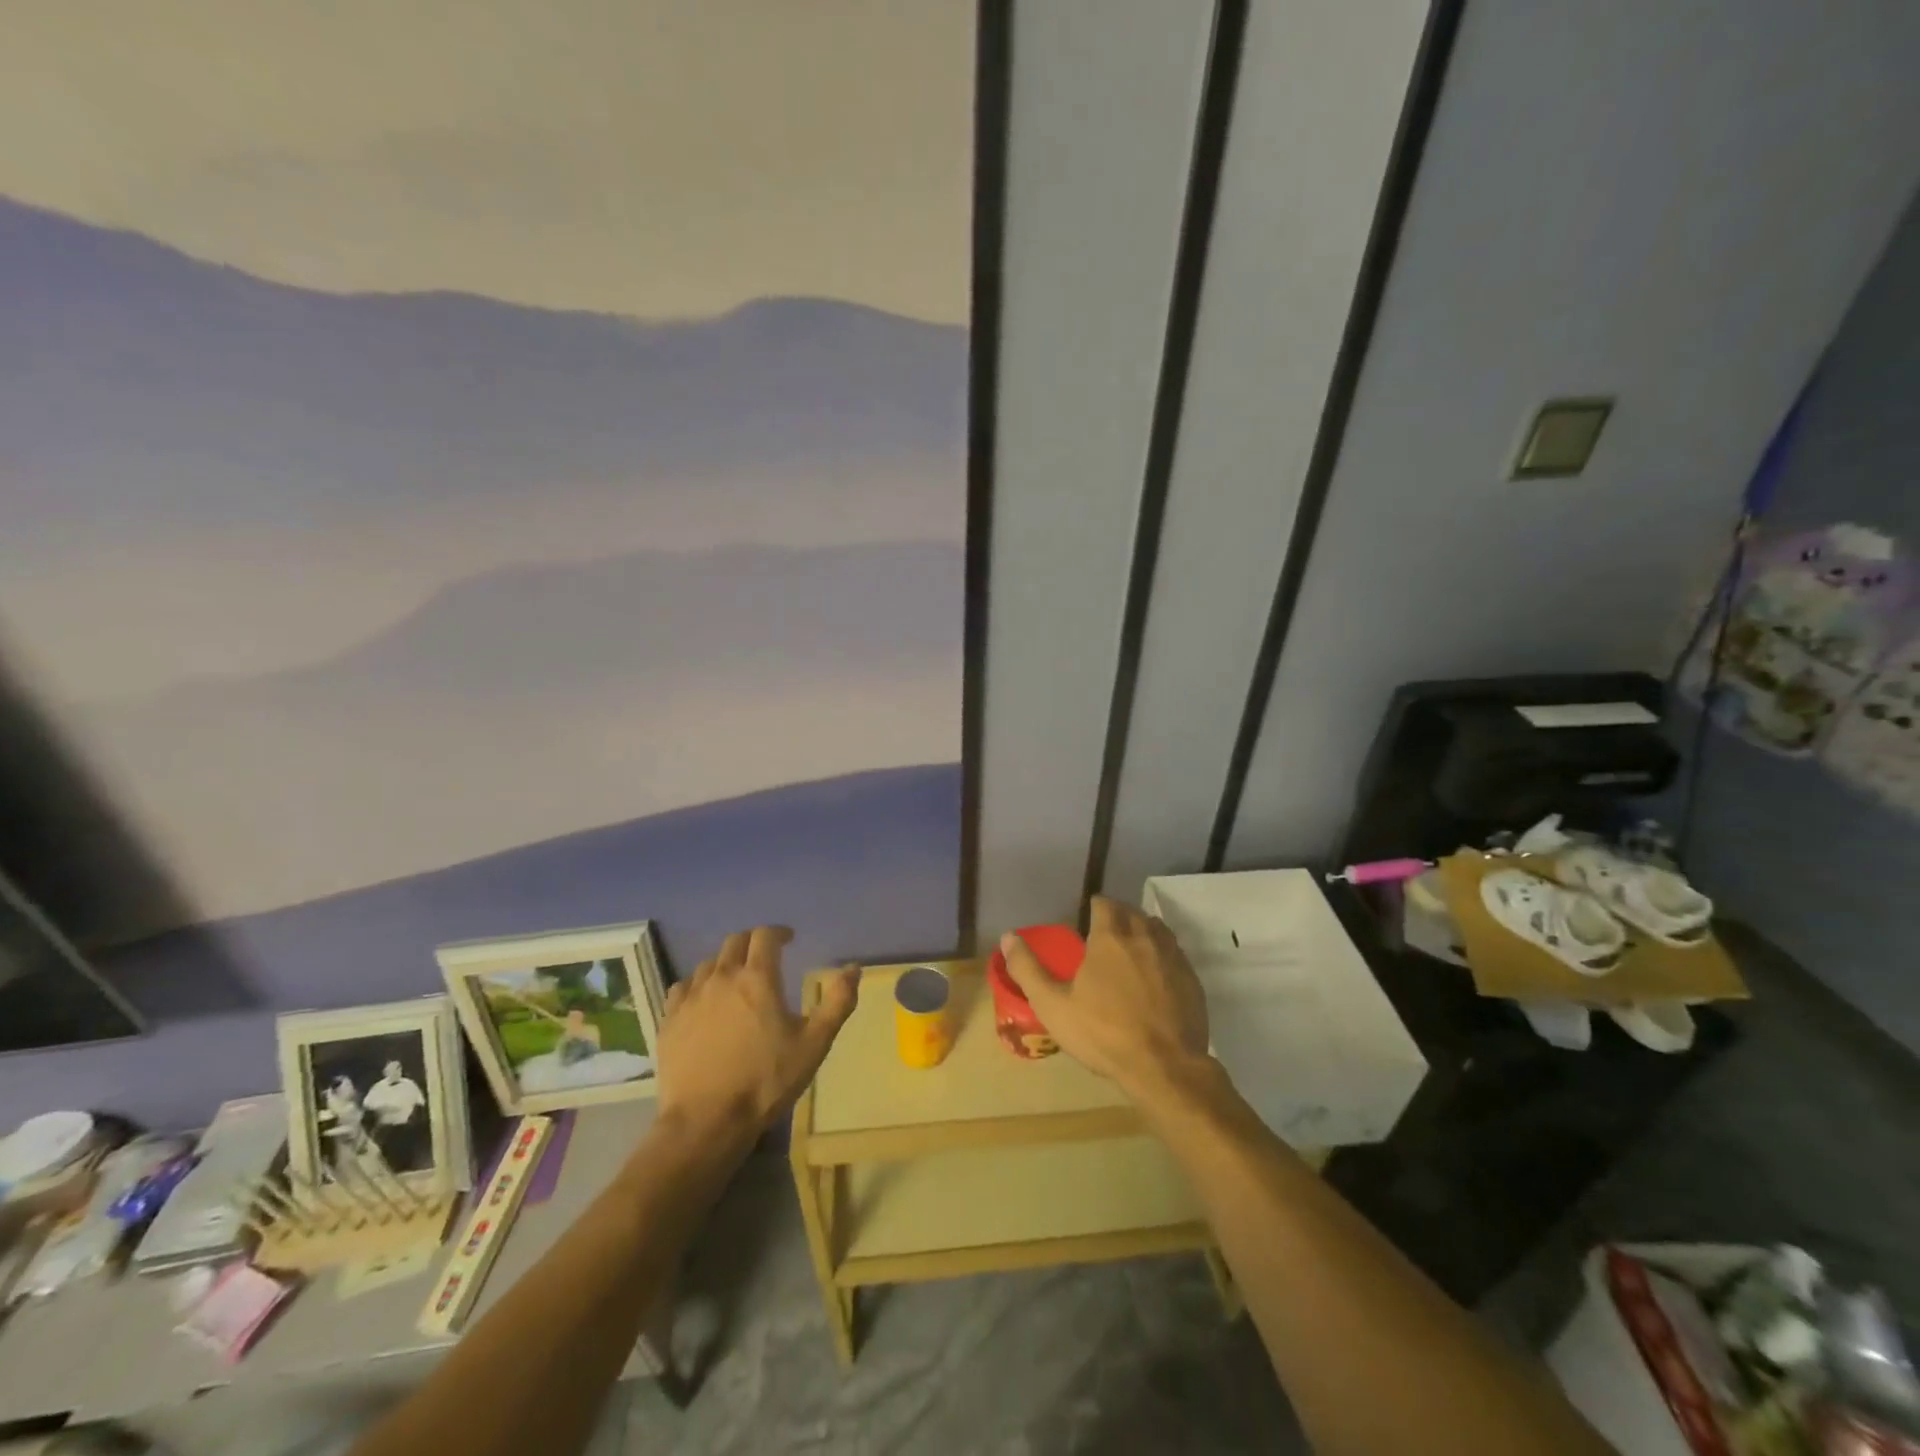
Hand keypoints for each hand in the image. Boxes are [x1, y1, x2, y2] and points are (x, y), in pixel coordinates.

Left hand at [655, 926, 858, 1145]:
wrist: (706, 1122)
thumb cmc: (766, 1081)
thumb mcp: (814, 1044)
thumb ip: (838, 1002)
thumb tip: (854, 968)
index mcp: (757, 978)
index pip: (765, 936)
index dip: (778, 932)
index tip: (788, 939)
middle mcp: (722, 978)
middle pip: (735, 942)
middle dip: (752, 942)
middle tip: (765, 955)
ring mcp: (691, 998)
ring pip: (709, 964)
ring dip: (726, 964)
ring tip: (736, 980)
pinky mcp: (669, 1020)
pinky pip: (683, 988)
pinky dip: (697, 985)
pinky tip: (703, 1001)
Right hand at [999, 897, 1210, 1104]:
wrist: (1164, 1067)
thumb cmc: (1103, 1034)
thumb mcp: (1053, 1005)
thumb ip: (1028, 968)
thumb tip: (1008, 936)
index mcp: (1110, 937)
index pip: (1104, 903)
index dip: (1094, 907)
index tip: (1086, 918)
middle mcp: (1144, 937)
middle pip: (1132, 912)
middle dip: (1118, 916)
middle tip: (1105, 934)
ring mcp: (1173, 957)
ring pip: (1157, 929)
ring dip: (1143, 931)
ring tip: (1131, 949)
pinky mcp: (1192, 979)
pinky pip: (1176, 954)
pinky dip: (1163, 955)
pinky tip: (1155, 976)